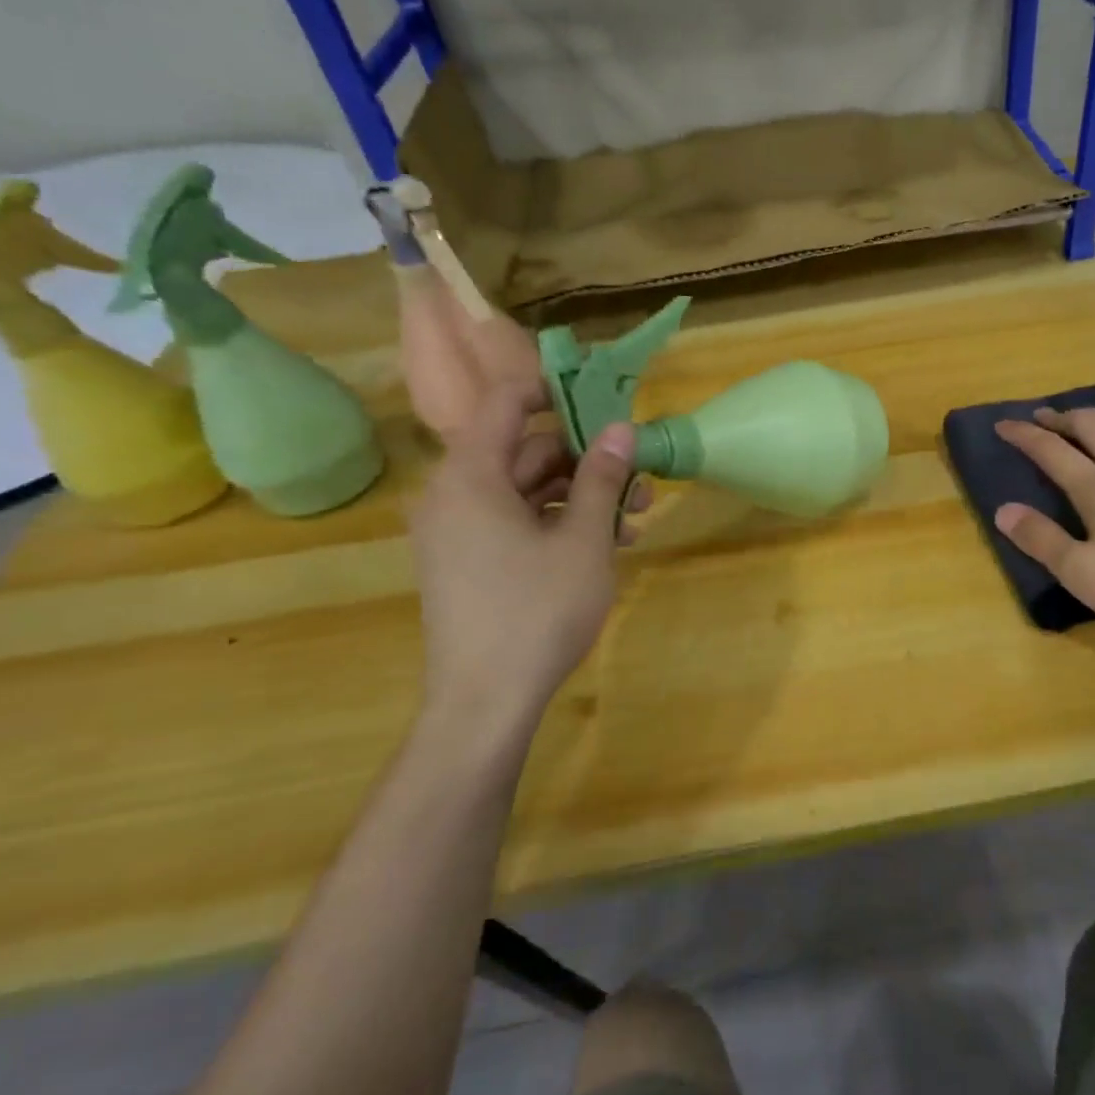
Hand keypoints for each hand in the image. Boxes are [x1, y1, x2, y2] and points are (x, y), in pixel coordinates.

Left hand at [410, 384, 646, 731]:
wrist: (485, 701)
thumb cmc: (537, 611)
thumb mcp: (584, 540)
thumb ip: (601, 477)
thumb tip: (619, 428)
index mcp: (471, 476)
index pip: (507, 403)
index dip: (556, 392)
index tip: (605, 400)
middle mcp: (454, 494)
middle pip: (524, 452)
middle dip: (586, 460)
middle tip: (640, 478)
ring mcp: (458, 532)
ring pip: (526, 492)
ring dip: (581, 497)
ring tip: (635, 520)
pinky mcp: (468, 563)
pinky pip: (515, 523)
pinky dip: (558, 525)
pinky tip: (605, 545)